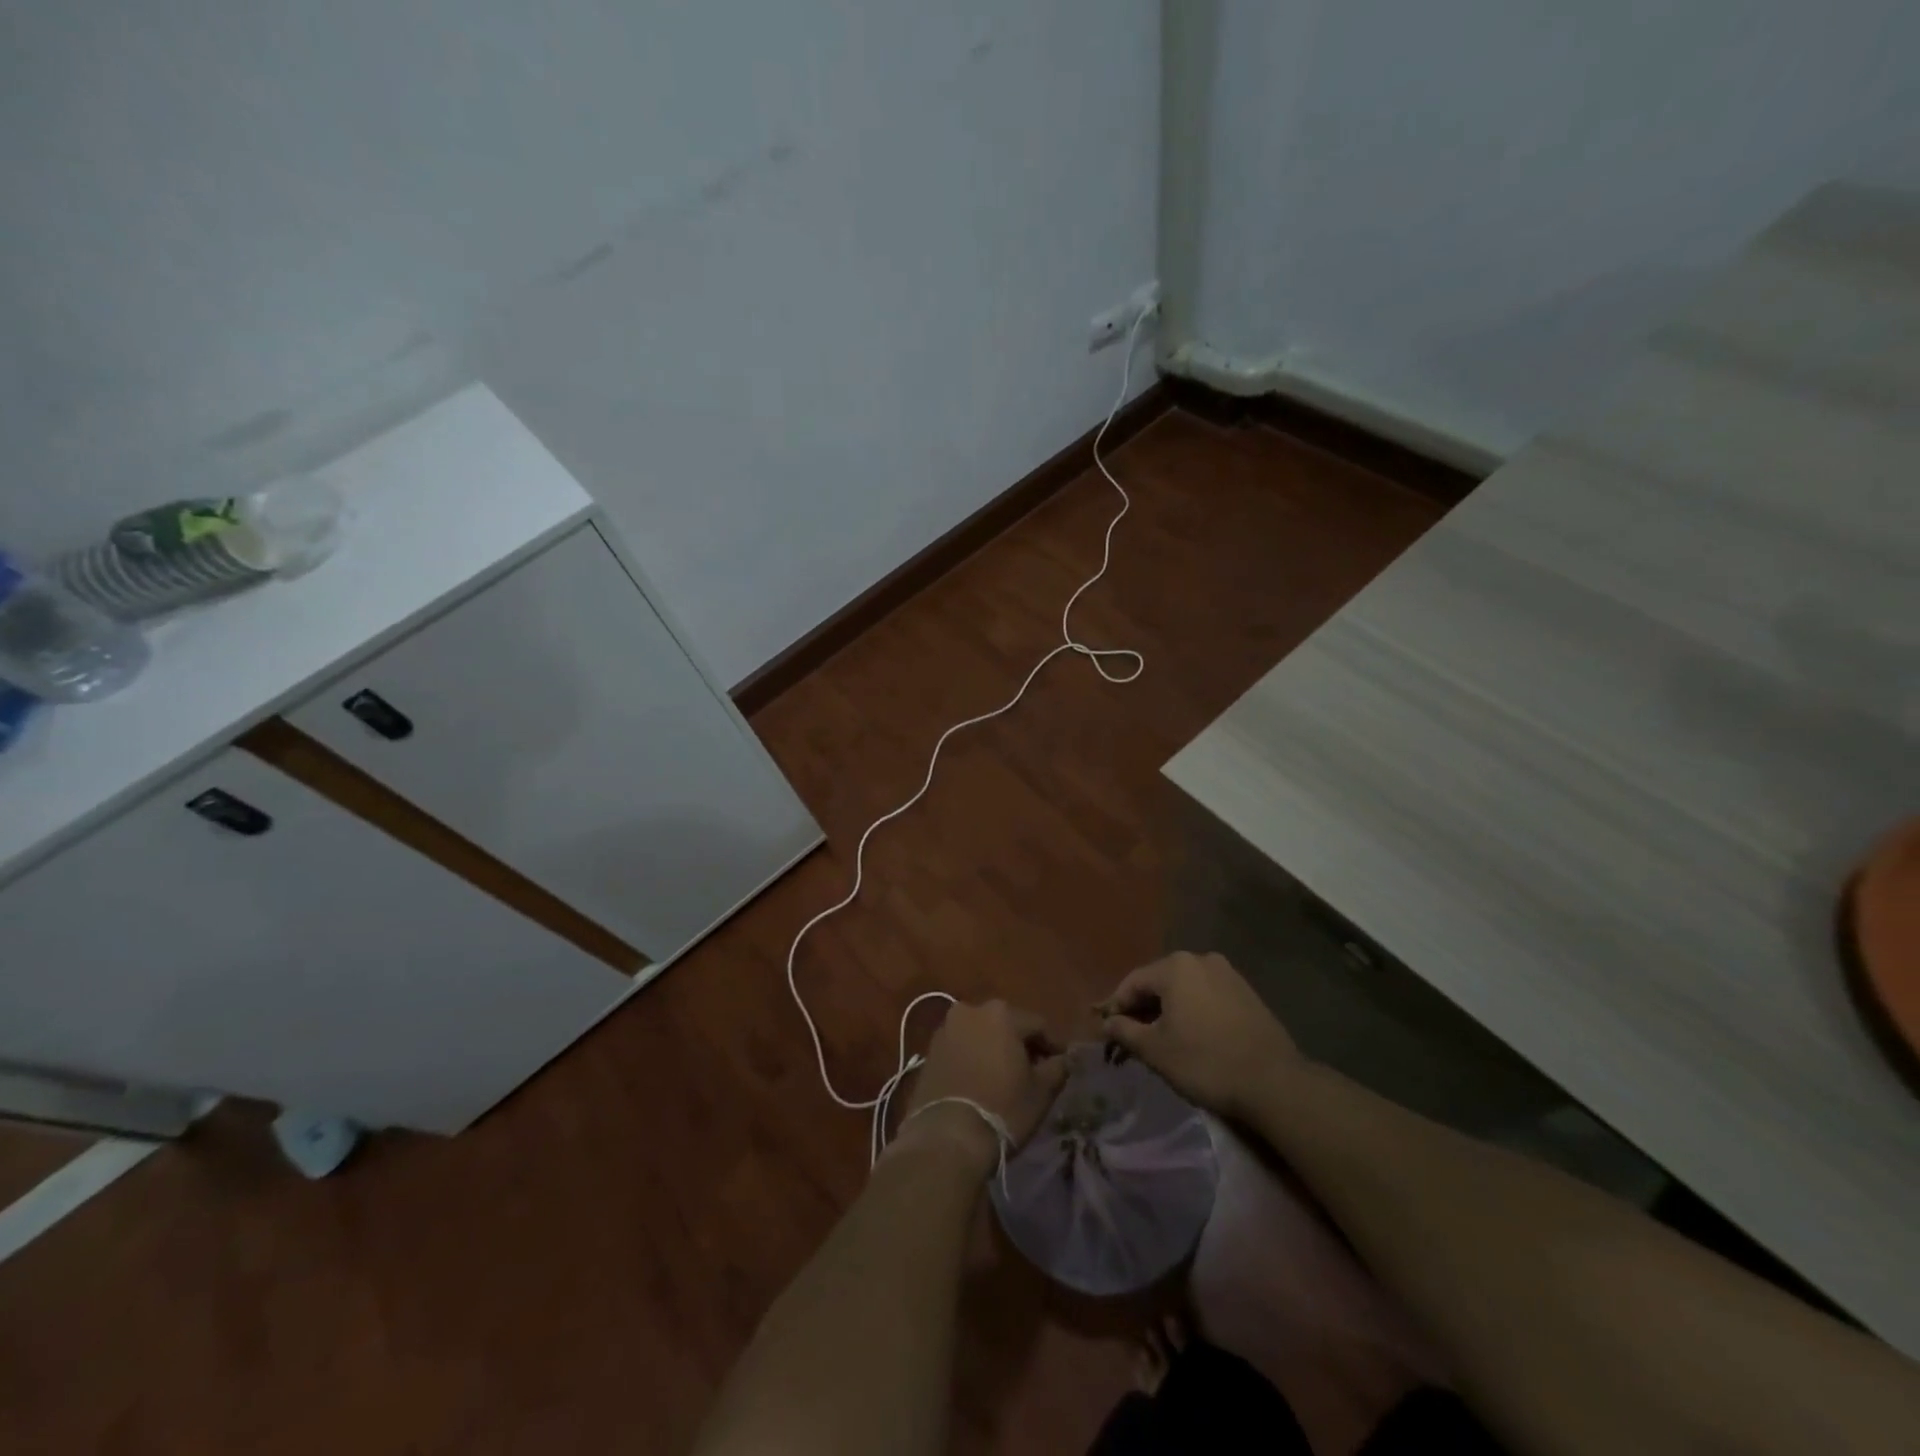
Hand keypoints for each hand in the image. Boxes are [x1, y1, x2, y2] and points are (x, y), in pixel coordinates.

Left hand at [893, 1001, 1068, 1174]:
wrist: (946, 1137)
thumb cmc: (1002, 1108)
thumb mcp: (1041, 1092)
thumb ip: (1057, 1068)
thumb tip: (1063, 1059)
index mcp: (1001, 1013)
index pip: (1037, 1025)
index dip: (1052, 1046)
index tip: (1060, 1065)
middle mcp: (970, 1010)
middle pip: (1005, 1025)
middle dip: (1020, 1045)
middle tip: (1032, 1072)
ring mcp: (945, 1029)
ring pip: (980, 1035)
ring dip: (993, 1051)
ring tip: (1004, 1079)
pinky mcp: (928, 1051)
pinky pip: (960, 1049)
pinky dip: (972, 1060)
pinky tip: (979, 1083)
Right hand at [1097, 951, 1300, 1116]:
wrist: (1274, 1083)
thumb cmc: (1205, 1062)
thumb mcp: (1155, 1050)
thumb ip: (1124, 1031)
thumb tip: (1107, 1023)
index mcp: (1175, 966)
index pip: (1132, 982)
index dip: (1115, 1007)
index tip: (1106, 1032)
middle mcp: (1201, 959)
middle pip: (1159, 983)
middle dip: (1142, 1009)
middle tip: (1130, 1039)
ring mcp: (1228, 974)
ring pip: (1184, 989)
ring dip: (1167, 1011)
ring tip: (1159, 1040)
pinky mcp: (1247, 992)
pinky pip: (1206, 996)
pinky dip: (1192, 1012)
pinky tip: (1191, 1037)